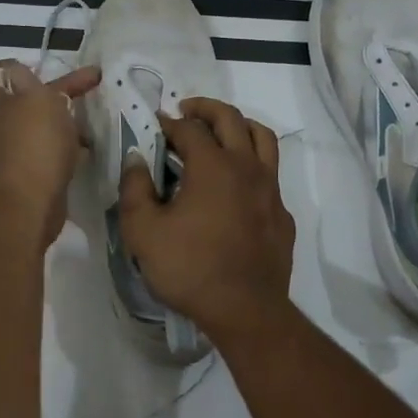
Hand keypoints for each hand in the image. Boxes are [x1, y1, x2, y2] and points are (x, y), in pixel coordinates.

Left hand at [0, 59, 101, 248]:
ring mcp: (3, 153)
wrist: (28, 204)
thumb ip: (28, 80)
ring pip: (33, 126)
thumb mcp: (36, 97)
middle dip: (51, 93)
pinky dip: (60, 146)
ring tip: (88, 122)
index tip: (44, 70)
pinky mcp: (19, 176)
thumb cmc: (33, 143)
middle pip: (18, 99)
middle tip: (83, 90)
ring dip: (59, 121)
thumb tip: (18, 75)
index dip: (16, 65)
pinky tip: (82, 150)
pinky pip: (40, 151)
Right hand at [116, 97, 295, 338]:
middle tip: (187, 111)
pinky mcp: (282, 213)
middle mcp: (246, 166)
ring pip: (262, 138)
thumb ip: (135, 189)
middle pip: (231, 118)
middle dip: (206, 108)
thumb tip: (136, 159)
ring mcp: (270, 189)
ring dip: (239, 126)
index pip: (190, 129)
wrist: (245, 309)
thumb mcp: (143, 232)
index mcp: (213, 165)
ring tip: (221, 132)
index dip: (169, 122)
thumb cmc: (189, 268)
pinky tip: (239, 184)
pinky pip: (271, 174)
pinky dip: (254, 165)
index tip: (156, 124)